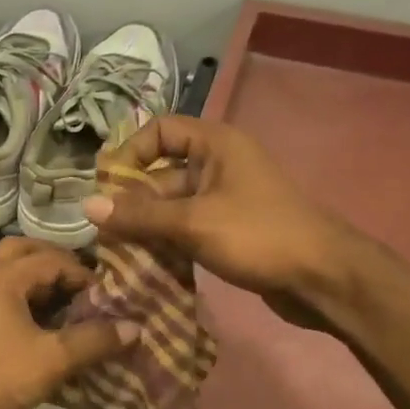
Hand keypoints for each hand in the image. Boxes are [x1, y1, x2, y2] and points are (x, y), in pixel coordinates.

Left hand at [0, 238, 138, 408]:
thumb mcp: (53, 360)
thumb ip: (94, 340)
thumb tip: (136, 327)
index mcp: (1, 276)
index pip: (51, 259)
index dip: (82, 274)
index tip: (105, 296)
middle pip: (21, 251)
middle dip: (53, 263)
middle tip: (79, 286)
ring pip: (2, 272)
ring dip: (31, 281)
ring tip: (59, 306)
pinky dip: (12, 298)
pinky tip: (28, 327)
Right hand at [82, 116, 350, 327]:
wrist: (323, 278)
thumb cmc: (259, 236)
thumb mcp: (193, 222)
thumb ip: (139, 215)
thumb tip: (86, 206)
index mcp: (215, 145)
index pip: (160, 130)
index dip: (129, 152)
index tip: (106, 186)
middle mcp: (218, 165)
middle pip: (160, 173)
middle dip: (131, 200)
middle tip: (103, 231)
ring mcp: (224, 200)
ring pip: (171, 206)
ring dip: (145, 226)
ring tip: (115, 251)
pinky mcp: (228, 230)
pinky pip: (185, 228)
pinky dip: (165, 242)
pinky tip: (143, 264)